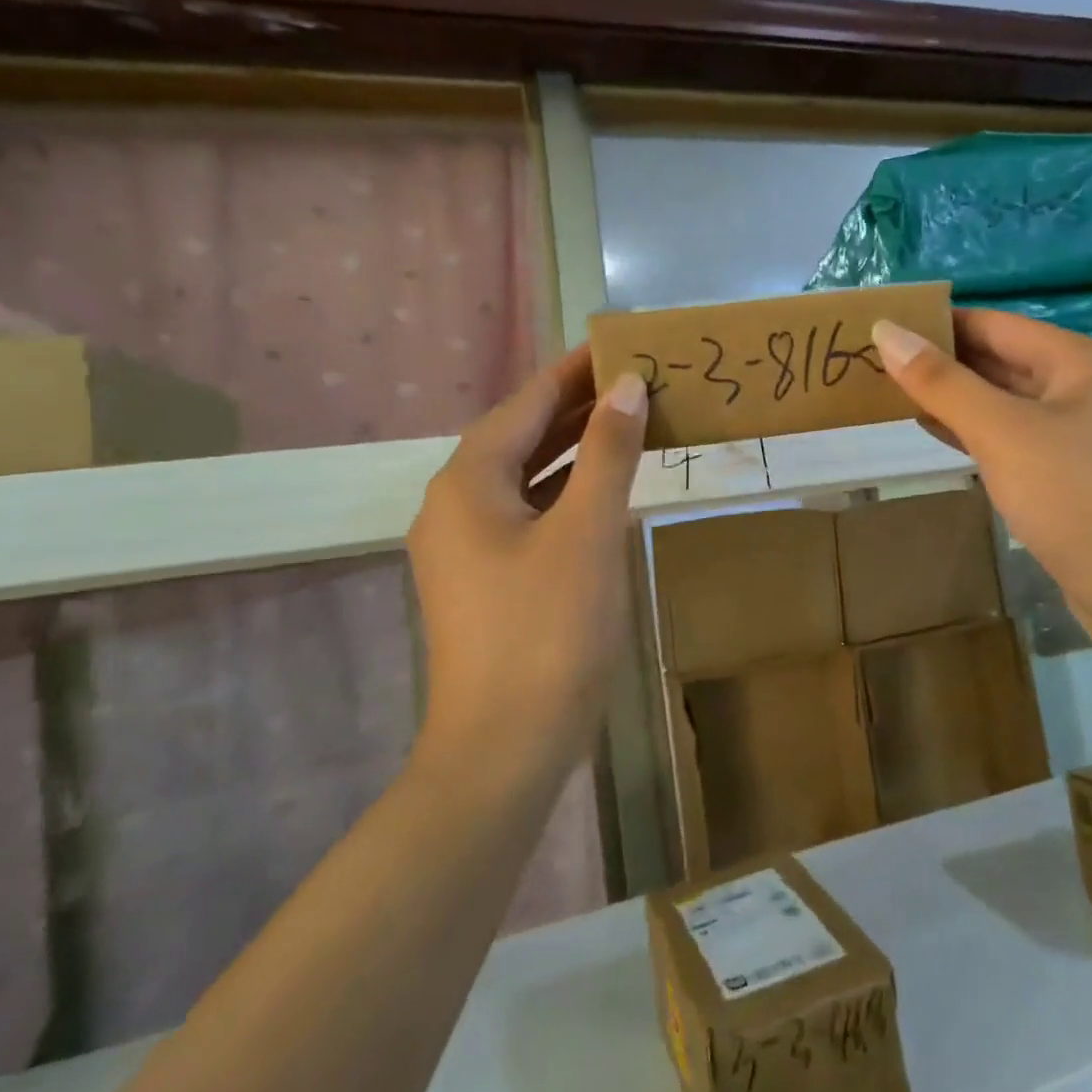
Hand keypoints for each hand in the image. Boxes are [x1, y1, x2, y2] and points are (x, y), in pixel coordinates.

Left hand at [405, 347, 648, 768]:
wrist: (505, 747)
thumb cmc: (549, 629)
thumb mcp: (587, 531)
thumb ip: (609, 452)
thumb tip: (627, 386)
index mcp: (468, 482)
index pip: (526, 403)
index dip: (574, 371)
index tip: (619, 344)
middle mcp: (455, 504)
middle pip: (522, 436)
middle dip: (578, 407)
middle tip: (636, 380)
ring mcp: (466, 546)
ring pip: (526, 477)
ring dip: (574, 449)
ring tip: (629, 421)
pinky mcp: (485, 580)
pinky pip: (528, 513)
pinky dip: (566, 492)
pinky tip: (603, 490)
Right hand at [872, 309, 1091, 648]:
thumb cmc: (1076, 497)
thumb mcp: (1002, 432)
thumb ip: (942, 382)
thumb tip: (887, 330)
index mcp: (1076, 361)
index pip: (992, 324)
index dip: (937, 323)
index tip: (882, 328)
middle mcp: (1081, 388)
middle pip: (999, 360)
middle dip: (941, 361)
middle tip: (875, 363)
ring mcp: (1078, 434)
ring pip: (1003, 402)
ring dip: (953, 398)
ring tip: (892, 393)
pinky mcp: (1069, 475)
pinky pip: (1012, 438)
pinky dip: (973, 432)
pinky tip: (936, 432)